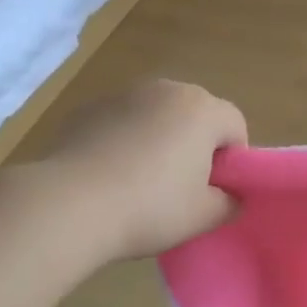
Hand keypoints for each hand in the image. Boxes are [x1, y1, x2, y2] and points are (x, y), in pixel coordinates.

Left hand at [32, 79, 247, 259]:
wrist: (70, 204)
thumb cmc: (149, 208)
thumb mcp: (203, 216)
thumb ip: (229, 203)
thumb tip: (229, 196)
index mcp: (201, 109)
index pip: (235, 125)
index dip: (233, 160)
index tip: (214, 191)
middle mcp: (164, 89)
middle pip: (195, 115)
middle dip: (195, 146)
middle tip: (181, 189)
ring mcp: (122, 95)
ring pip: (155, 117)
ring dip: (158, 141)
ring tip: (140, 183)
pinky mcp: (87, 109)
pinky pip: (120, 123)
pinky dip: (123, 142)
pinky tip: (108, 176)